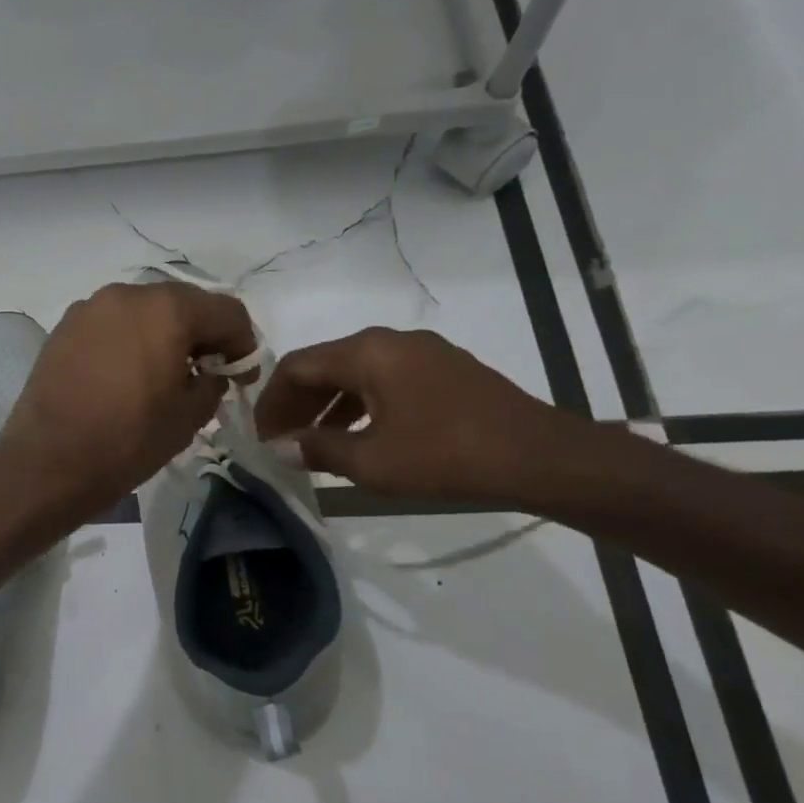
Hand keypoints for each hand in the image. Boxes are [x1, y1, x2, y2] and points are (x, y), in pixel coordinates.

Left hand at [0, 281, 256, 519]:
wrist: (48, 461)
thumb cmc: (127, 440)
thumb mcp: (188, 417)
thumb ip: (212, 383)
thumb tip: (210, 372)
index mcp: (168, 309)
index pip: (226, 312)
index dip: (243, 344)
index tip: (241, 377)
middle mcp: (127, 294)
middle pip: (182, 303)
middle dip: (202, 334)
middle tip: (206, 372)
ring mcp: (90, 308)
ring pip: (143, 311)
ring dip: (163, 334)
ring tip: (163, 373)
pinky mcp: (64, 327)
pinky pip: (111, 324)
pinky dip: (128, 340)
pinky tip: (126, 374)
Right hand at [254, 327, 578, 503]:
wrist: (542, 458)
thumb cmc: (446, 456)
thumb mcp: (371, 461)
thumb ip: (318, 449)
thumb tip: (283, 447)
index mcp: (367, 352)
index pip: (297, 366)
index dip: (271, 401)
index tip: (260, 435)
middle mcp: (390, 341)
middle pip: (325, 365)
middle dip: (296, 403)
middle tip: (281, 440)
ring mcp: (422, 353)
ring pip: (355, 374)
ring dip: (327, 406)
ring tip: (313, 444)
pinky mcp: (445, 371)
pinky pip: (384, 381)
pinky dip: (359, 405)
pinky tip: (359, 437)